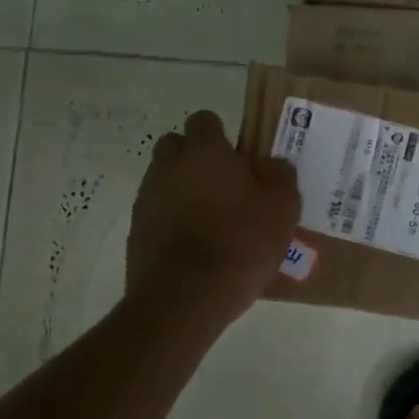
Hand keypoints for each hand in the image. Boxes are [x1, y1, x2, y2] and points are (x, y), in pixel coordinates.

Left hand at [124, 110, 300, 319]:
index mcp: (205, 151)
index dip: (221, 136)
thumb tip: (270, 165)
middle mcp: (169, 166)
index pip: (204, 120)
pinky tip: (196, 246)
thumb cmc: (240, 242)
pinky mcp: (136, 231)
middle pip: (176, 146)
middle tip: (225, 185)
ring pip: (165, 180)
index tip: (239, 159)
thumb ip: (279, 176)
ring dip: (184, 191)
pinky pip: (157, 213)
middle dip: (196, 159)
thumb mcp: (282, 208)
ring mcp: (147, 199)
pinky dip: (173, 221)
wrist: (185, 298)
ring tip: (213, 221)